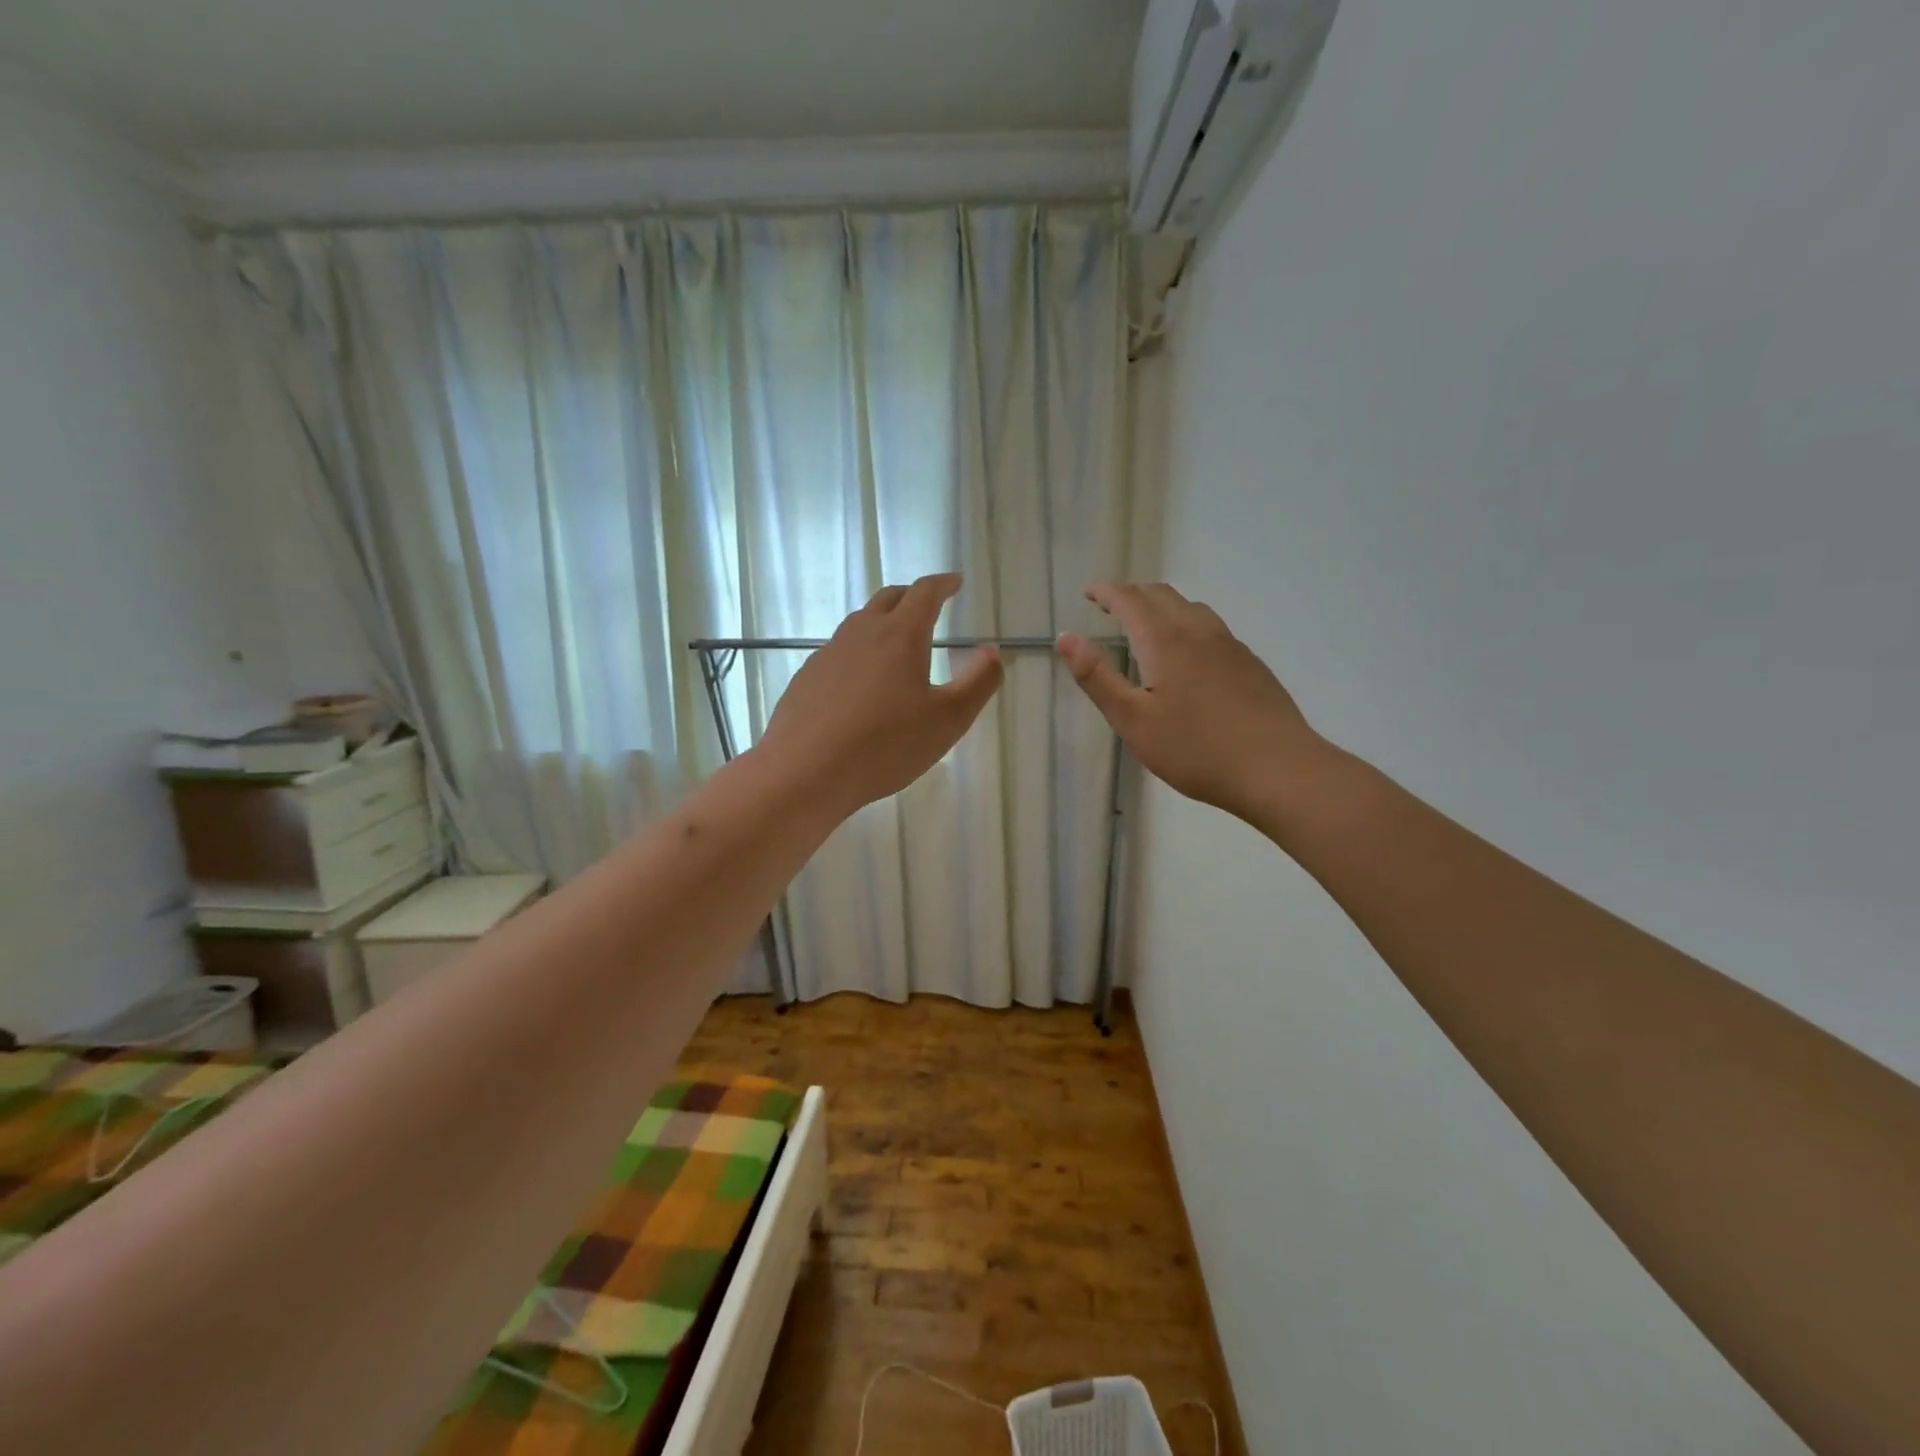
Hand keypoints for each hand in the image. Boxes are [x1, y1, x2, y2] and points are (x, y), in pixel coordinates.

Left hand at [759, 574, 1004, 813]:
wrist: (806, 772)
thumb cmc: (886, 745)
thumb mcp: (948, 720)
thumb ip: (978, 682)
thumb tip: (992, 651)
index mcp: (900, 636)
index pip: (924, 593)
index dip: (943, 584)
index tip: (954, 582)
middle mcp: (861, 633)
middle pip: (888, 599)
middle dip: (912, 596)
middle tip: (927, 605)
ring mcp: (828, 654)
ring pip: (859, 624)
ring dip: (882, 622)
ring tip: (895, 642)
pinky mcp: (807, 678)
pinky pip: (839, 653)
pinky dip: (858, 653)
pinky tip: (859, 683)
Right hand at [1058, 583, 1329, 823]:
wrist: (1278, 770)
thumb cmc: (1196, 750)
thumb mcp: (1133, 720)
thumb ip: (1097, 677)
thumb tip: (1065, 637)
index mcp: (1166, 640)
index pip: (1130, 599)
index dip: (1106, 592)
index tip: (1088, 593)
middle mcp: (1200, 631)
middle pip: (1162, 595)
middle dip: (1131, 595)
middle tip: (1109, 608)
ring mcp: (1230, 645)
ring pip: (1191, 608)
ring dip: (1161, 607)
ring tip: (1145, 626)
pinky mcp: (1250, 664)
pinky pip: (1211, 628)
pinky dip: (1186, 625)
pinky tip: (1187, 656)